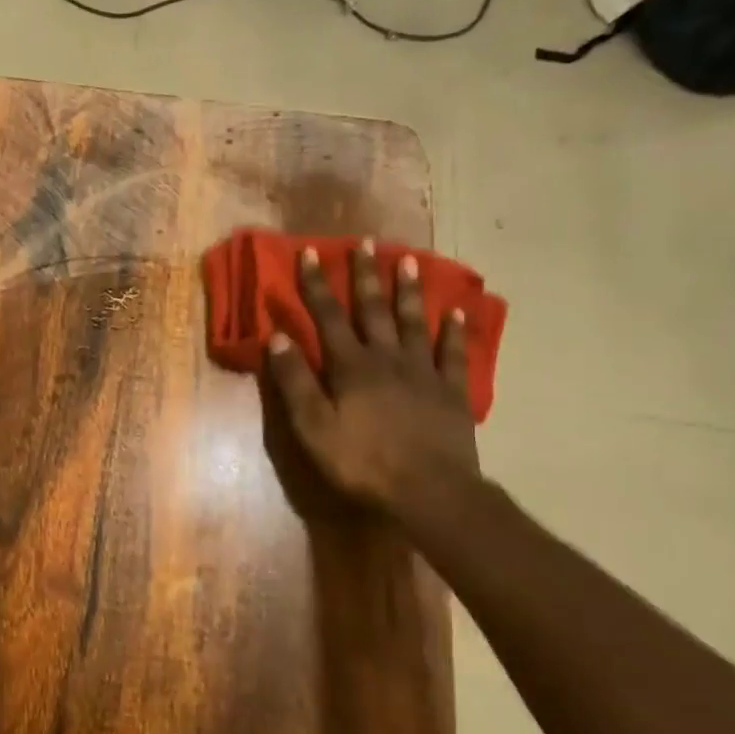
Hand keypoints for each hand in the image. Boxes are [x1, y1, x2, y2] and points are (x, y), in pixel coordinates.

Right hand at [264, 242, 477, 514]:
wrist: (429, 491)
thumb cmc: (362, 462)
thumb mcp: (312, 427)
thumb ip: (295, 381)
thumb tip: (277, 337)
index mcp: (351, 367)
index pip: (328, 316)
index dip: (317, 284)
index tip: (311, 252)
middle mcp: (387, 358)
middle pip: (373, 310)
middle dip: (366, 275)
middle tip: (366, 242)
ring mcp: (423, 372)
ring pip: (414, 322)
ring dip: (409, 291)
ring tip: (408, 261)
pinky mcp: (451, 391)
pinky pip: (453, 354)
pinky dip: (455, 331)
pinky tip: (457, 312)